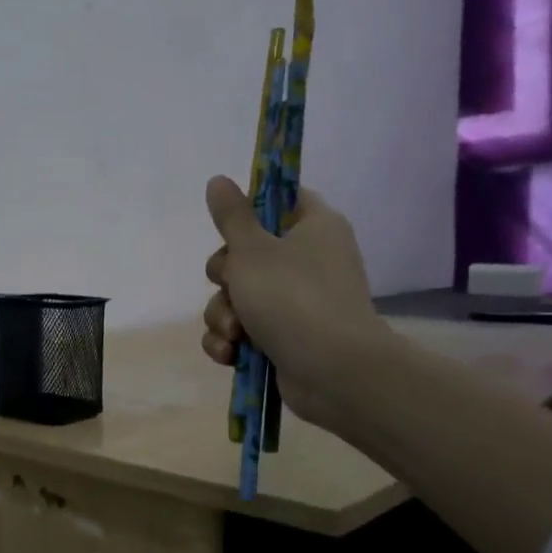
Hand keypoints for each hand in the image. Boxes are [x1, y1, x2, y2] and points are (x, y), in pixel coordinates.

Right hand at [199, 175, 392, 431]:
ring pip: (239, 296)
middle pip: (247, 254)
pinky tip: (229, 353)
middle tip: (230, 286)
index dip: (251, 210)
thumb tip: (218, 180)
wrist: (333, 372)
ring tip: (233, 333)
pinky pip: (245, 330)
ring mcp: (298, 302)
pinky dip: (232, 341)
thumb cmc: (292, 298)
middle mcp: (309, 261)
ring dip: (223, 315)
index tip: (231, 227)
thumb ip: (231, 216)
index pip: (281, 201)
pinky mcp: (286, 338)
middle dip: (225, 278)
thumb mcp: (252, 250)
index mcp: (314, 227)